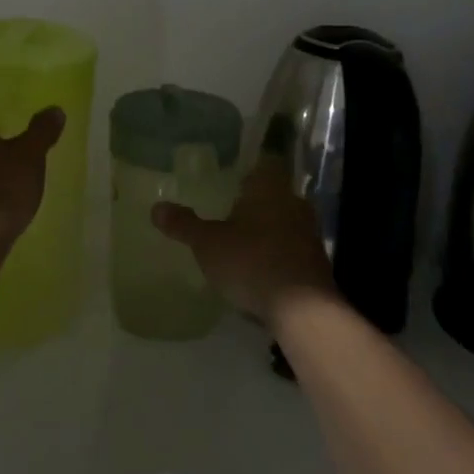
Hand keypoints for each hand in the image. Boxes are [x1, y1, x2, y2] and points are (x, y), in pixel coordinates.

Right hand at [152, 156, 338, 327]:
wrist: (302, 310)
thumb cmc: (252, 261)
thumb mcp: (208, 243)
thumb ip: (184, 225)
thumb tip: (155, 208)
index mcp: (270, 187)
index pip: (265, 163)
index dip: (250, 169)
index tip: (232, 178)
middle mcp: (294, 202)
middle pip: (275, 193)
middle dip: (255, 202)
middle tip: (231, 210)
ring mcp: (310, 233)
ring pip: (285, 221)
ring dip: (268, 230)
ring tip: (242, 242)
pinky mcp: (317, 263)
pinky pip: (293, 249)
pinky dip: (278, 254)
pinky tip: (261, 270)